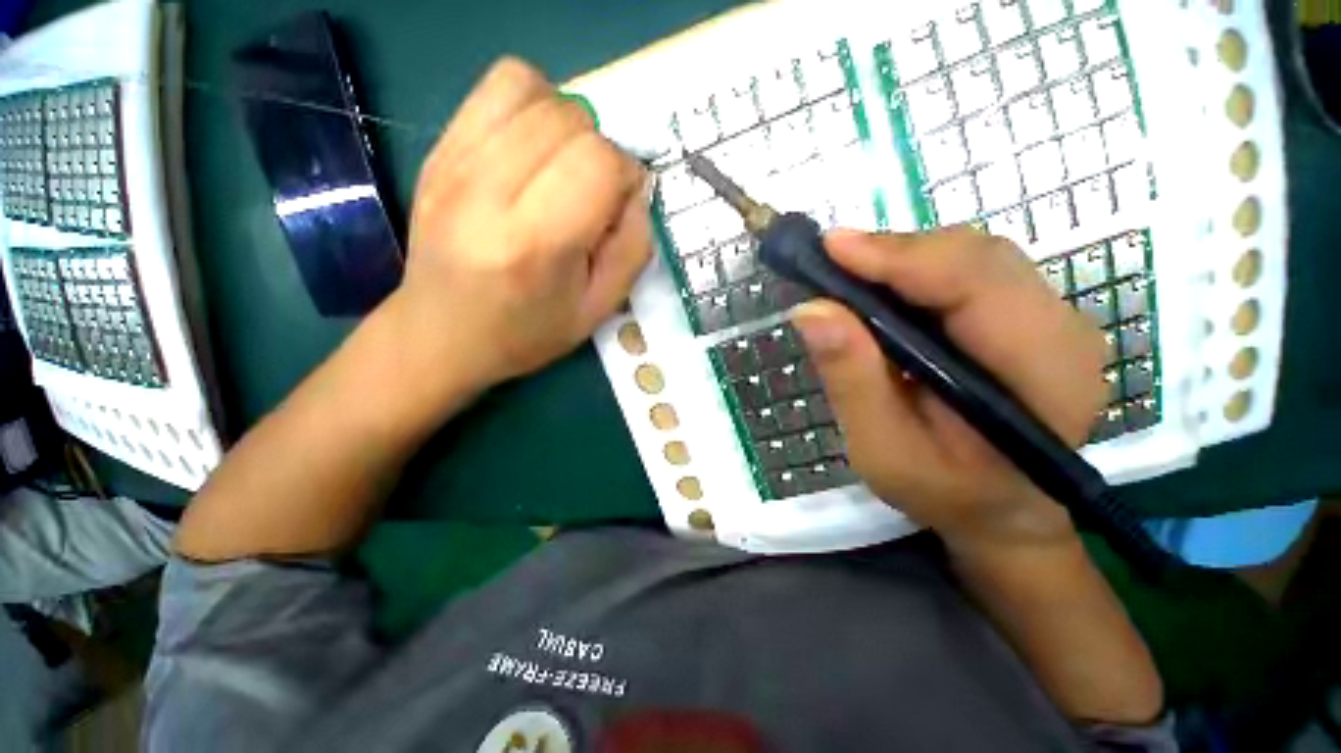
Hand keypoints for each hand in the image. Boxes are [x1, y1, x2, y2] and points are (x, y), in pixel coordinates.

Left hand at [391, 57, 651, 399]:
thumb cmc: (527, 332)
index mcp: (536, 242)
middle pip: (570, 119)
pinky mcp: (437, 150)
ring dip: (568, 122)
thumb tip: (637, 192)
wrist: (441, 334)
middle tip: (593, 192)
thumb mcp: (598, 309)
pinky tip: (533, 148)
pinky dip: (530, 105)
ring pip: (532, 89)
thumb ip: (632, 249)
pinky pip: (494, 88)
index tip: (620, 206)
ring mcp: (454, 162)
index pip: (598, 162)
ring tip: (564, 165)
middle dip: (600, 150)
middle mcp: (488, 190)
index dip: (625, 176)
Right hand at [791, 228, 1106, 553]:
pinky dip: (920, 271)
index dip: (900, 257)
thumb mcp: (883, 450)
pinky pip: (974, 271)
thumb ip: (852, 381)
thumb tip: (811, 310)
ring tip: (851, 274)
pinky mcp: (1031, 316)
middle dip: (897, 253)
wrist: (1000, 509)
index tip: (832, 248)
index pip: (976, 284)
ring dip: (906, 259)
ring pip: (975, 257)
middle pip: (978, 258)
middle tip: (832, 262)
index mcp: (1043, 375)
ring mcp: (1054, 319)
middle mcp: (1064, 333)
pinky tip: (885, 289)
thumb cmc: (943, 492)